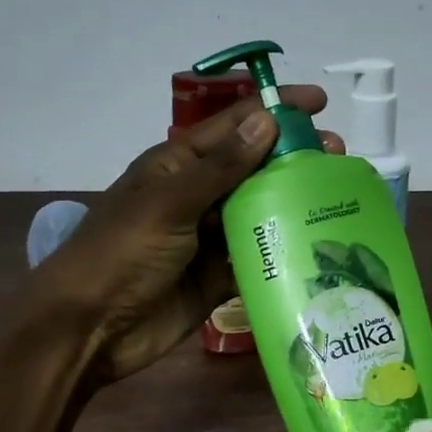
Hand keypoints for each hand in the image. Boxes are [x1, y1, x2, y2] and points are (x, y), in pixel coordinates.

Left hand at [33, 88, 340, 382]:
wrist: (91, 327)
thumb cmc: (122, 253)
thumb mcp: (170, 203)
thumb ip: (220, 167)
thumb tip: (267, 120)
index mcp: (179, 165)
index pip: (235, 126)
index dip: (275, 109)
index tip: (320, 104)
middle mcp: (198, 196)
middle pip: (254, 169)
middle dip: (294, 160)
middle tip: (340, 160)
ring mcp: (209, 238)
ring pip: (260, 214)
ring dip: (294, 207)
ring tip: (338, 202)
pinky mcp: (218, 278)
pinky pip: (257, 258)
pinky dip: (283, 254)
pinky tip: (318, 250)